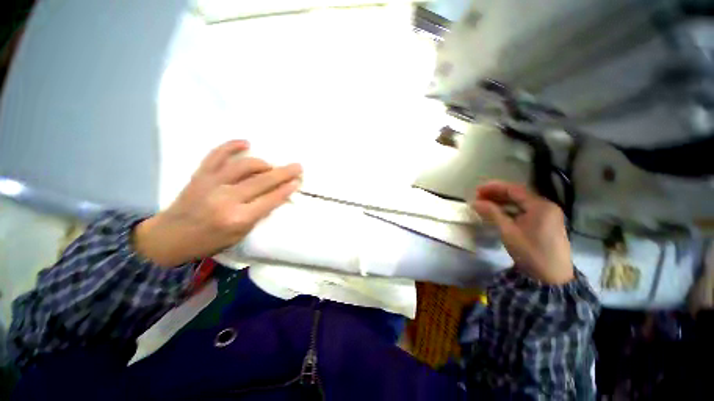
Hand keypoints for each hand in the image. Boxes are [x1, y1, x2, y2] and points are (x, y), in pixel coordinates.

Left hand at [134, 140, 301, 266]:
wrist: (169, 237)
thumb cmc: (209, 241)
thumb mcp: (240, 235)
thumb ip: (258, 215)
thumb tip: (275, 197)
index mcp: (238, 218)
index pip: (270, 199)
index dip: (287, 189)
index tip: (298, 181)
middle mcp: (226, 198)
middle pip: (262, 181)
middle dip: (284, 173)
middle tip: (297, 166)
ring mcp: (211, 183)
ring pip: (244, 165)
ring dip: (263, 163)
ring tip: (271, 166)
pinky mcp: (200, 174)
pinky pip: (217, 155)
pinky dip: (232, 146)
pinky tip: (246, 143)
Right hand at [470, 181, 573, 284]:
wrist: (552, 278)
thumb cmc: (530, 252)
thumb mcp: (508, 232)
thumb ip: (492, 214)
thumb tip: (475, 202)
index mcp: (540, 206)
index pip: (514, 189)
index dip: (494, 187)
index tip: (477, 190)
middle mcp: (546, 207)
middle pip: (518, 195)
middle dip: (497, 194)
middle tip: (478, 197)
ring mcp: (548, 215)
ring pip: (521, 203)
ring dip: (503, 202)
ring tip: (485, 204)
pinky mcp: (546, 224)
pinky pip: (525, 211)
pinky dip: (511, 210)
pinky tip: (499, 213)